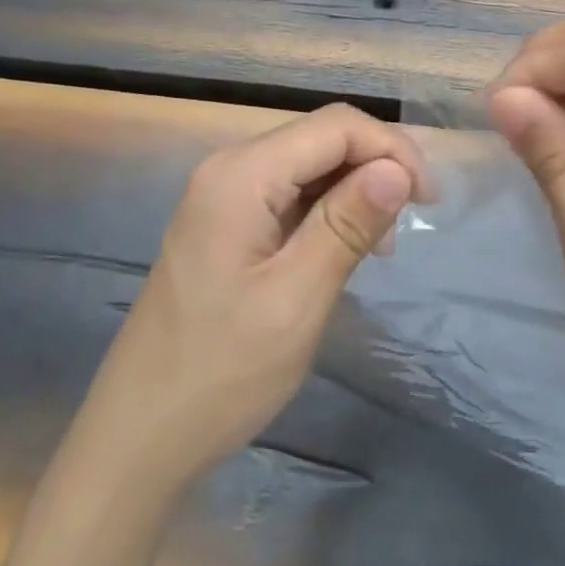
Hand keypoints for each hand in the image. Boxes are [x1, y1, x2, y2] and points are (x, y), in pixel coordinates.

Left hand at [100, 104, 429, 485]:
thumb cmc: (220, 373)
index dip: (391, 149)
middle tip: (408, 224)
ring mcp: (224, 193)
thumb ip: (348, 225)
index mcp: (242, 174)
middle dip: (375, 167)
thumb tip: (398, 169)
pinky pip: (290, 191)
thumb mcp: (296, 300)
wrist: (136, 439)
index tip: (428, 200)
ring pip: (310, 163)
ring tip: (379, 245)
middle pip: (322, 137)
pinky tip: (343, 247)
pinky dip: (328, 209)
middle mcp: (231, 167)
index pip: (336, 126)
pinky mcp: (226, 220)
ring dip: (354, 190)